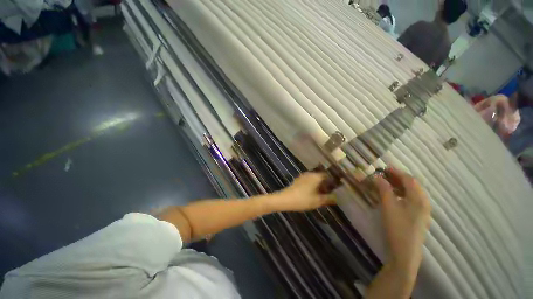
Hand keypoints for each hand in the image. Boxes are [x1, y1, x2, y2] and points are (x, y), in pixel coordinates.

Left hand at [269, 172, 335, 211]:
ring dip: (318, 184)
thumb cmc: (303, 199)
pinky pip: (308, 180)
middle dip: (325, 183)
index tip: (336, 187)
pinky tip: (312, 192)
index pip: (328, 175)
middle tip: (329, 191)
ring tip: (322, 193)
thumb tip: (336, 197)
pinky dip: (312, 184)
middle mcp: (310, 174)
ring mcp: (303, 176)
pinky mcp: (298, 180)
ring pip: (314, 178)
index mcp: (316, 176)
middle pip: (321, 176)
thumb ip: (328, 198)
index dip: (332, 181)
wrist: (285, 199)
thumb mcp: (318, 201)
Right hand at [374, 168, 430, 271]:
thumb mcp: (388, 205)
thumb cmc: (397, 226)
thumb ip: (383, 189)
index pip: (409, 179)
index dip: (396, 172)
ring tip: (386, 183)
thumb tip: (377, 176)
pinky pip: (411, 200)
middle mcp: (424, 202)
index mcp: (419, 199)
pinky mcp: (418, 217)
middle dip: (397, 178)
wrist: (405, 252)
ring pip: (412, 192)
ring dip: (399, 185)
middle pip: (412, 185)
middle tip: (383, 174)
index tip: (383, 167)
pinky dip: (402, 194)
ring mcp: (422, 211)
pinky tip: (393, 196)